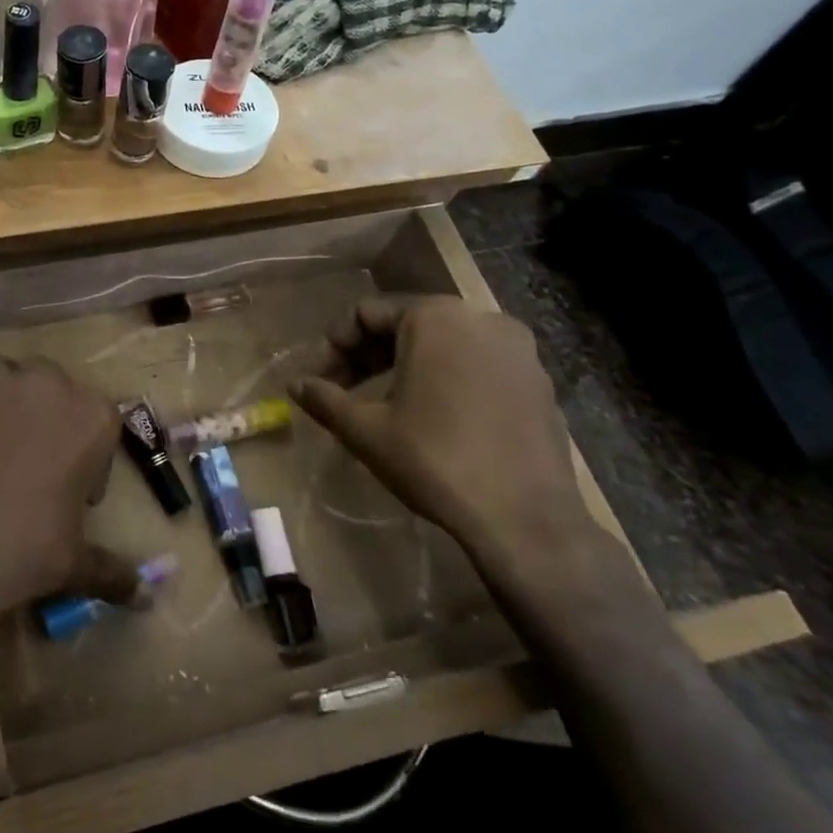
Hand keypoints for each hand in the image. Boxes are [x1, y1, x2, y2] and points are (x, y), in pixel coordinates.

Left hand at [0, 358, 142, 643]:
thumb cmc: (16, 556)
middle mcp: (47, 379)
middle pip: (46, 391)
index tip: (60, 485)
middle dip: (37, 421)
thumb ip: (113, 569)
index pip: (94, 421)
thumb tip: (147, 595)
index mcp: (92, 416)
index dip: (79, 454)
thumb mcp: (73, 564)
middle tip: (14, 467)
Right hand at [290, 296, 603, 574]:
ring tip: (383, 403)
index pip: (366, 313)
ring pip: (443, 343)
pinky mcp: (537, 381)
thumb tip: (295, 385)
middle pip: (406, 323)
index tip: (319, 380)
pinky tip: (432, 415)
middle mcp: (480, 319)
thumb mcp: (365, 430)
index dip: (334, 345)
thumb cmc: (435, 461)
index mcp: (435, 318)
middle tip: (343, 390)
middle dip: (367, 354)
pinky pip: (476, 364)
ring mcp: (517, 350)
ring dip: (404, 365)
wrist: (525, 518)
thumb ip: (325, 399)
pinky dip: (445, 377)